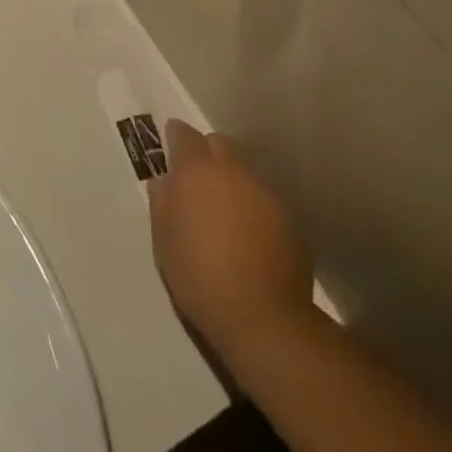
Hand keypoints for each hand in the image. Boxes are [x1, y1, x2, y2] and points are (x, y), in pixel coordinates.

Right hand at [148, 120, 314, 359]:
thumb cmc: (199, 275)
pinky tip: (247, 234)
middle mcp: (233, 172)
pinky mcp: (288, 219)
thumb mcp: (164, 241)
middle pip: (218, 145)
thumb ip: (162, 203)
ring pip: (243, 172)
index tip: (170, 145)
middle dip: (205, 154)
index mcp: (196, 172)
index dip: (175, 136)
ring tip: (223, 212)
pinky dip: (251, 206)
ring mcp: (264, 193)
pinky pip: (262, 199)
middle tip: (195, 181)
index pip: (183, 135)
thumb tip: (164, 181)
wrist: (263, 317)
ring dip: (230, 181)